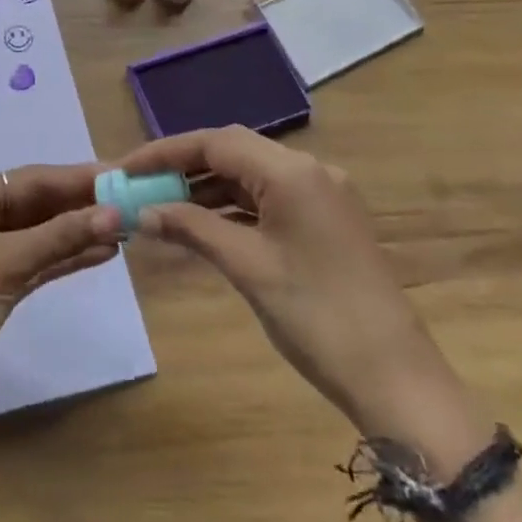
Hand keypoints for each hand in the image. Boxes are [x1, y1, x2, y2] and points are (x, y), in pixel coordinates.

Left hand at [0, 165, 122, 469]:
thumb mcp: (6, 264)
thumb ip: (60, 236)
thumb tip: (113, 212)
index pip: (30, 179)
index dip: (76, 177)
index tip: (119, 173)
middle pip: (36, 204)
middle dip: (80, 204)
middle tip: (130, 200)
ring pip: (40, 234)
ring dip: (78, 231)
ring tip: (125, 227)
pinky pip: (37, 262)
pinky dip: (66, 257)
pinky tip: (102, 252)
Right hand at [121, 127, 422, 427]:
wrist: (396, 378)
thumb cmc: (316, 317)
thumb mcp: (247, 267)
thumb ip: (192, 228)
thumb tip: (142, 211)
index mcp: (293, 172)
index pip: (216, 142)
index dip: (165, 152)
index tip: (126, 169)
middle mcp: (310, 170)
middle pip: (233, 151)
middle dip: (183, 166)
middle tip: (140, 186)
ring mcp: (321, 195)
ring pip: (250, 175)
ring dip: (206, 187)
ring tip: (161, 206)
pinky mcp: (325, 220)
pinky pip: (268, 198)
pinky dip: (232, 206)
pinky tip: (201, 223)